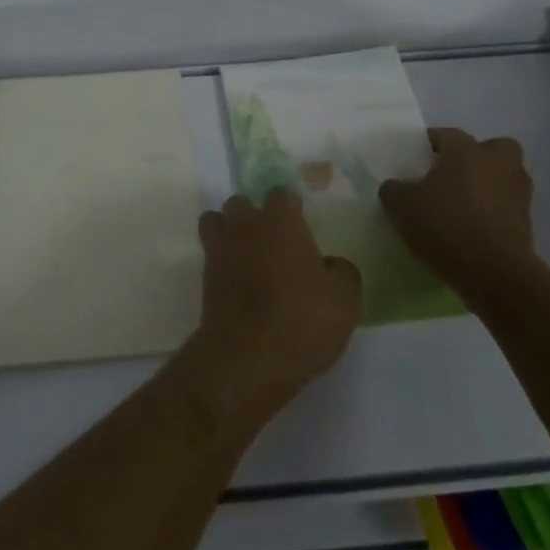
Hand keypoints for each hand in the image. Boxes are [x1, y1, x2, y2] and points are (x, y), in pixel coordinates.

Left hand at [185, 190, 361, 434]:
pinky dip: (221, 260)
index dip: (291, 207)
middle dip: (253, 215)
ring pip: (217, 221)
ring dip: (229, 231)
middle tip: (272, 242)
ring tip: (246, 254)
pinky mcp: (205, 276)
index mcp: (281, 220)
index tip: (300, 225)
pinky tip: (237, 281)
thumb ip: (342, 271)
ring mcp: (220, 248)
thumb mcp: (345, 300)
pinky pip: (211, 254)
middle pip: (242, 203)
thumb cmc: (302, 320)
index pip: (281, 194)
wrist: (248, 356)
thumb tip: (331, 264)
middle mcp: (246, 224)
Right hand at [379, 128, 536, 303]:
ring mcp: (518, 194)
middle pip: (494, 148)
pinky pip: (508, 208)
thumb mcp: (401, 205)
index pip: (446, 134)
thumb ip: (394, 189)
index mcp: (466, 150)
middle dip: (478, 157)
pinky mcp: (528, 225)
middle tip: (455, 175)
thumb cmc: (445, 225)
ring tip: (464, 205)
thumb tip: (396, 187)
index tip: (417, 158)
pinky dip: (495, 214)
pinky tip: (475, 230)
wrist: (494, 274)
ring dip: (490, 186)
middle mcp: (498, 164)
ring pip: (506, 178)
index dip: (430, 144)